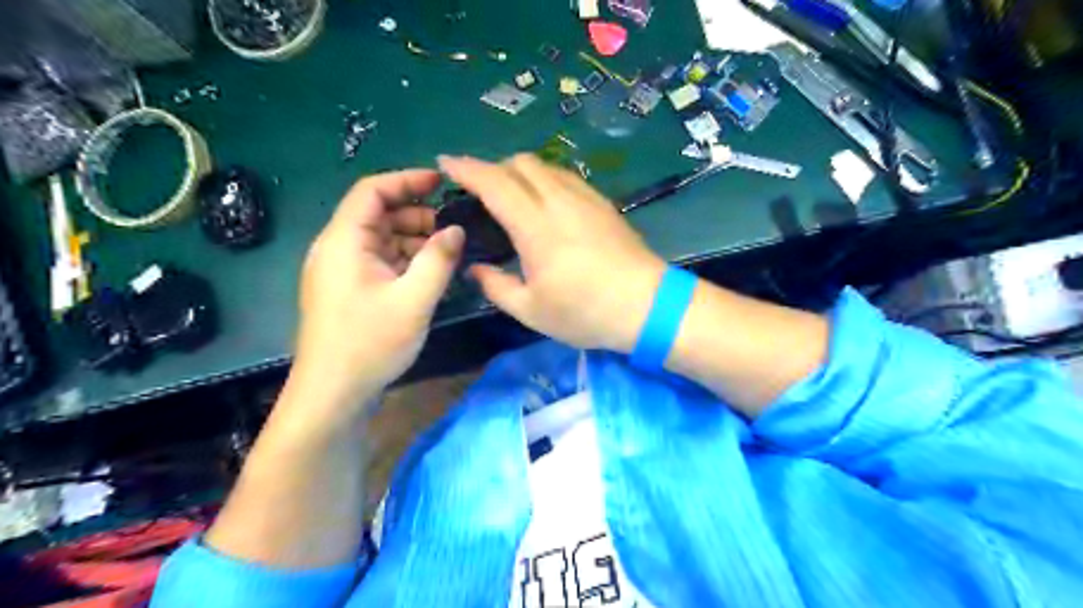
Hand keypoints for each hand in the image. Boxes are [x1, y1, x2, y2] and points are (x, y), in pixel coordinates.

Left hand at [292, 168, 465, 411]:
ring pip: (380, 240)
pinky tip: (428, 274)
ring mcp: (340, 271)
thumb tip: (456, 230)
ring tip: (446, 254)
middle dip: (416, 215)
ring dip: (412, 240)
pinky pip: (378, 262)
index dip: (407, 180)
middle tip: (452, 229)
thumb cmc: (370, 343)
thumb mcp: (414, 299)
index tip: (441, 183)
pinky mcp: (347, 291)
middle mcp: (337, 249)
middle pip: (377, 214)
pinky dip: (404, 260)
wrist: (332, 394)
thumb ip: (438, 259)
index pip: (372, 191)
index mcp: (344, 241)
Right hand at [440, 153, 669, 351]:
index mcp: (535, 226)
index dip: (466, 168)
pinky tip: (546, 204)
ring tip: (512, 196)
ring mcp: (585, 198)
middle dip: (493, 168)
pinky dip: (545, 179)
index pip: (494, 182)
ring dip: (520, 172)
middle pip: (520, 163)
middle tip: (480, 191)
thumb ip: (495, 286)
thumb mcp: (531, 310)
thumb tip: (474, 269)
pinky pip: (565, 177)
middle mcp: (559, 200)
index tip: (446, 162)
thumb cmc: (585, 312)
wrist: (648, 306)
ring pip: (545, 166)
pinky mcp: (603, 203)